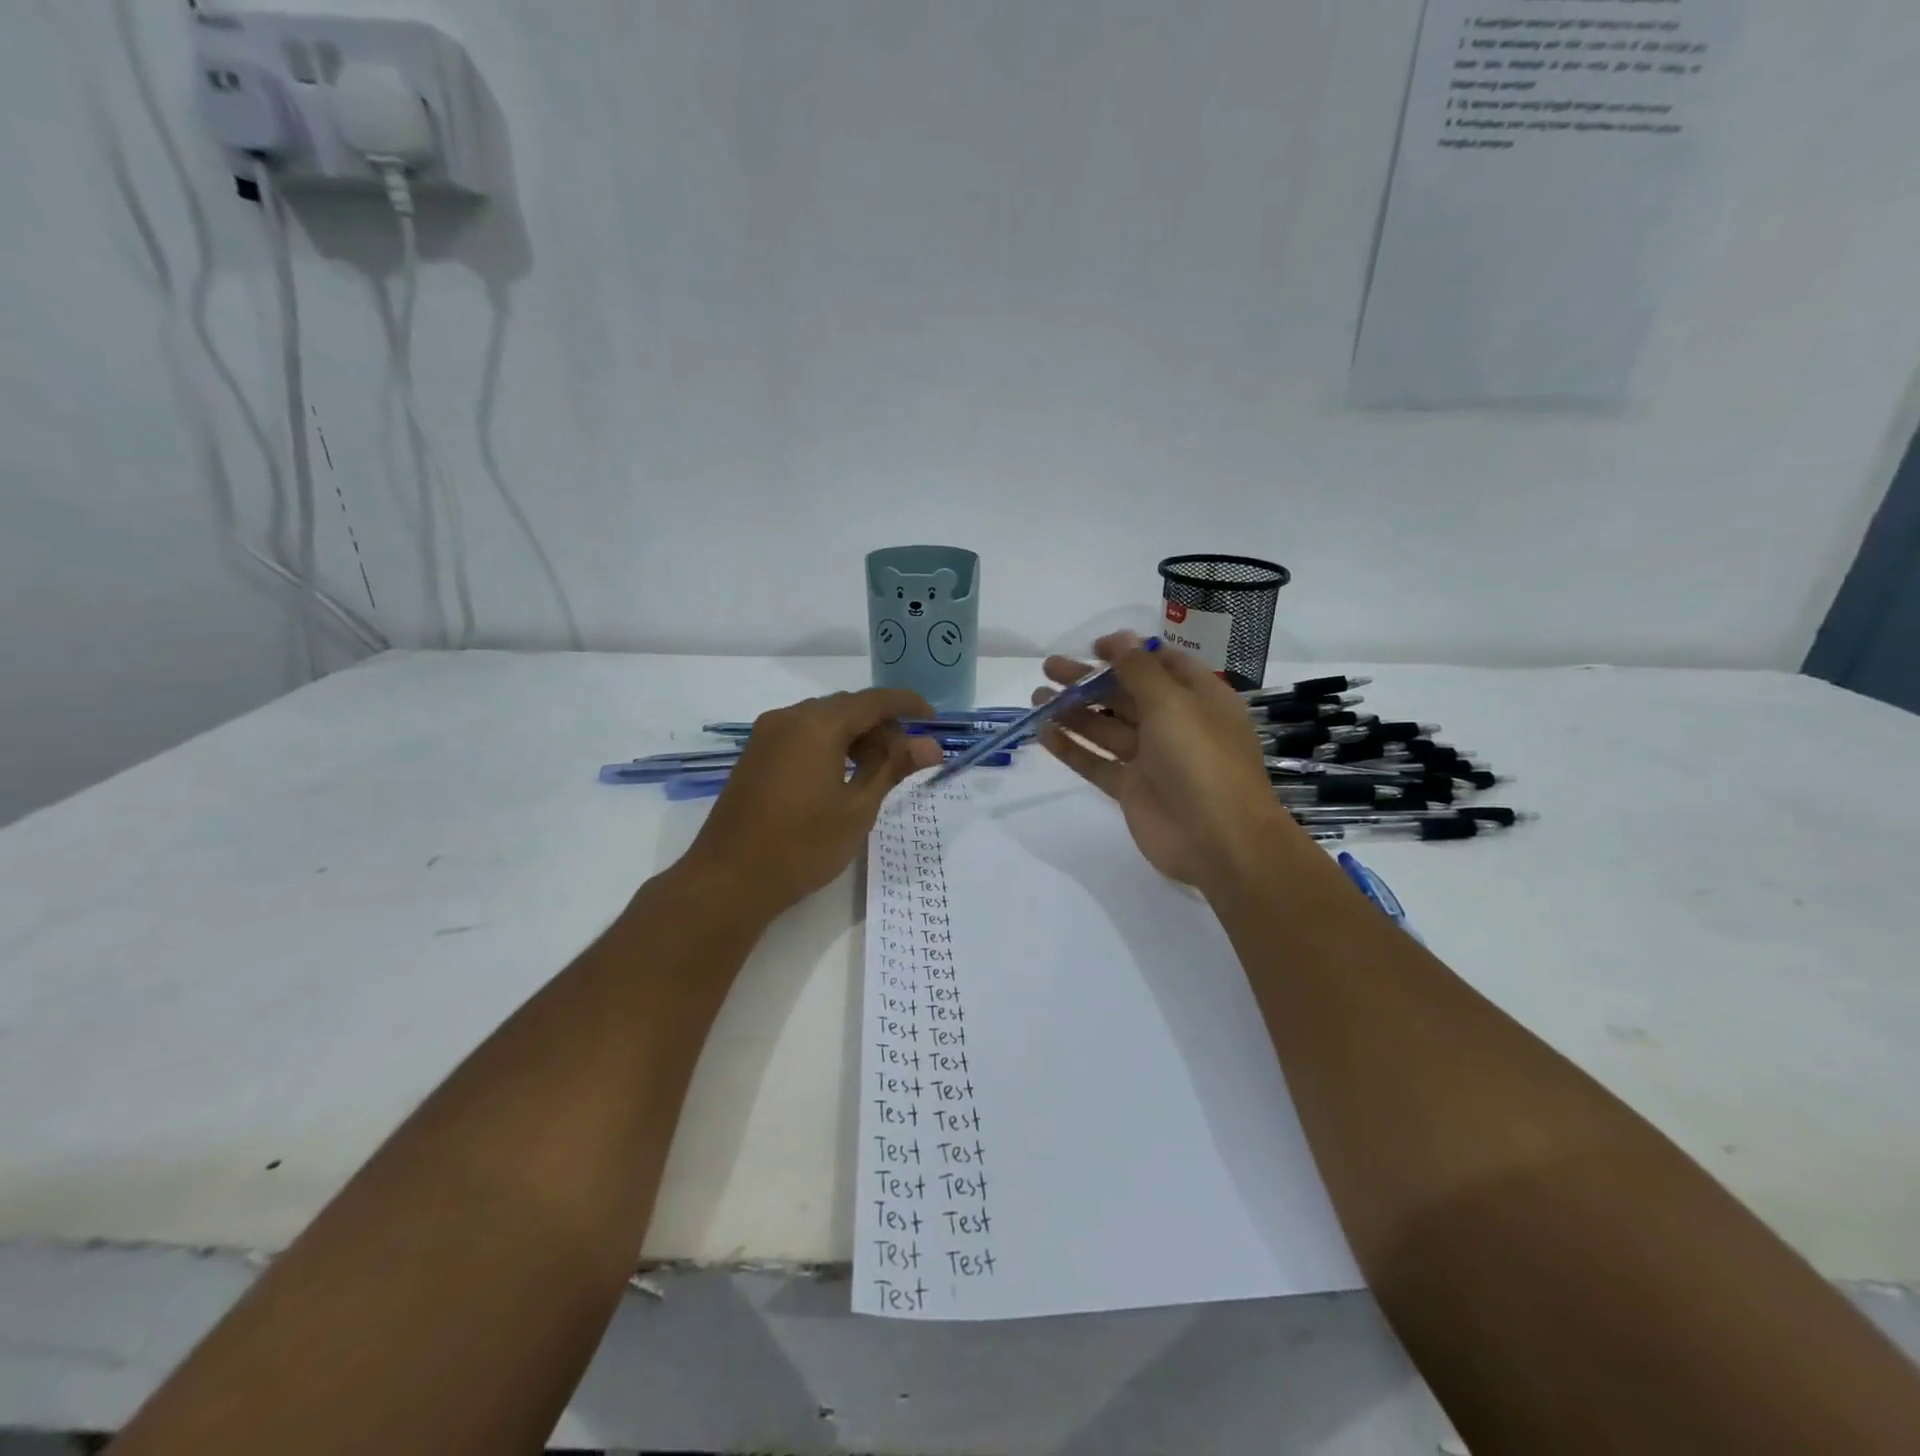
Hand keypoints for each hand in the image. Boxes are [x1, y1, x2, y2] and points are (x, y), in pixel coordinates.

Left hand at [679, 689, 943, 919]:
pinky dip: (829, 746)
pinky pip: (801, 736)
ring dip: (855, 737)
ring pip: (823, 722)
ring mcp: (767, 736)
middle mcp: (789, 718)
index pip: (874, 701)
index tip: (934, 720)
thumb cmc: (803, 845)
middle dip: (882, 726)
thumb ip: (893, 768)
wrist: (729, 879)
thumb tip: (930, 745)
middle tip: (909, 758)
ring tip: (878, 772)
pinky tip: (842, 777)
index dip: (907, 705)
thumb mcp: (858, 807)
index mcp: (818, 724)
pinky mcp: (755, 756)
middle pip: (847, 708)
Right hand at [1034, 633, 1304, 894]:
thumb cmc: (1202, 760)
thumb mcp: (1173, 703)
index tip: (1093, 648)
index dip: (1128, 653)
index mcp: (1198, 698)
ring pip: (1107, 729)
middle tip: (1049, 669)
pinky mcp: (1133, 790)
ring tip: (1036, 699)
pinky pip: (1098, 763)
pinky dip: (1072, 749)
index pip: (1162, 665)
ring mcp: (1153, 760)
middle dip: (1089, 681)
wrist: (1219, 841)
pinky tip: (1044, 733)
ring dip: (1073, 712)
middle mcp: (1176, 725)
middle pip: (1126, 695)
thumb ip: (1140, 670)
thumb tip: (1119, 639)